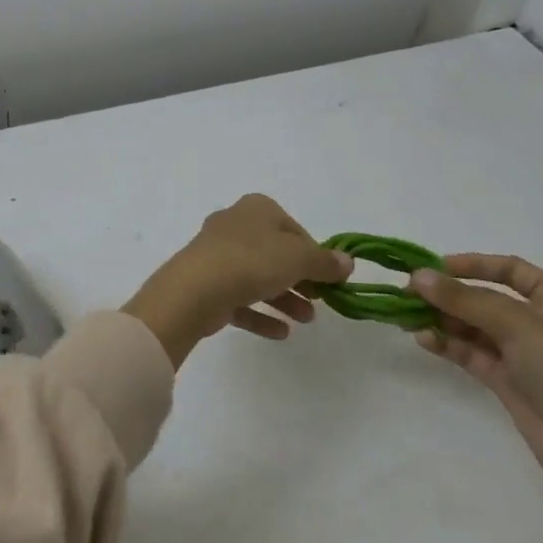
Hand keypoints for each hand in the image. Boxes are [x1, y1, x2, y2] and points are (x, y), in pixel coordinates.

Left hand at [124, 194, 353, 367]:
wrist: (195, 289)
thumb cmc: (253, 262)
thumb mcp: (299, 258)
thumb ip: (325, 262)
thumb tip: (347, 262)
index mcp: (257, 209)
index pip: (294, 229)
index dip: (315, 254)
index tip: (329, 279)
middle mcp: (235, 225)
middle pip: (276, 253)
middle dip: (300, 279)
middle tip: (320, 301)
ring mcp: (217, 255)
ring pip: (258, 277)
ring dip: (284, 299)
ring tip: (305, 321)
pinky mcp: (206, 284)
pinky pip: (239, 299)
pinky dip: (260, 314)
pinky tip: (280, 333)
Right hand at [409, 254, 542, 499]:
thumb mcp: (516, 324)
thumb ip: (464, 299)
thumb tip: (418, 275)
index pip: (510, 270)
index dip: (473, 265)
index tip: (434, 267)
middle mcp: (540, 322)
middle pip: (486, 298)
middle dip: (449, 295)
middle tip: (409, 292)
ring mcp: (523, 353)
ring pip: (475, 327)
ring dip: (443, 319)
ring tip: (408, 316)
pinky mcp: (507, 380)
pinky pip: (471, 353)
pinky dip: (448, 344)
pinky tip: (423, 338)